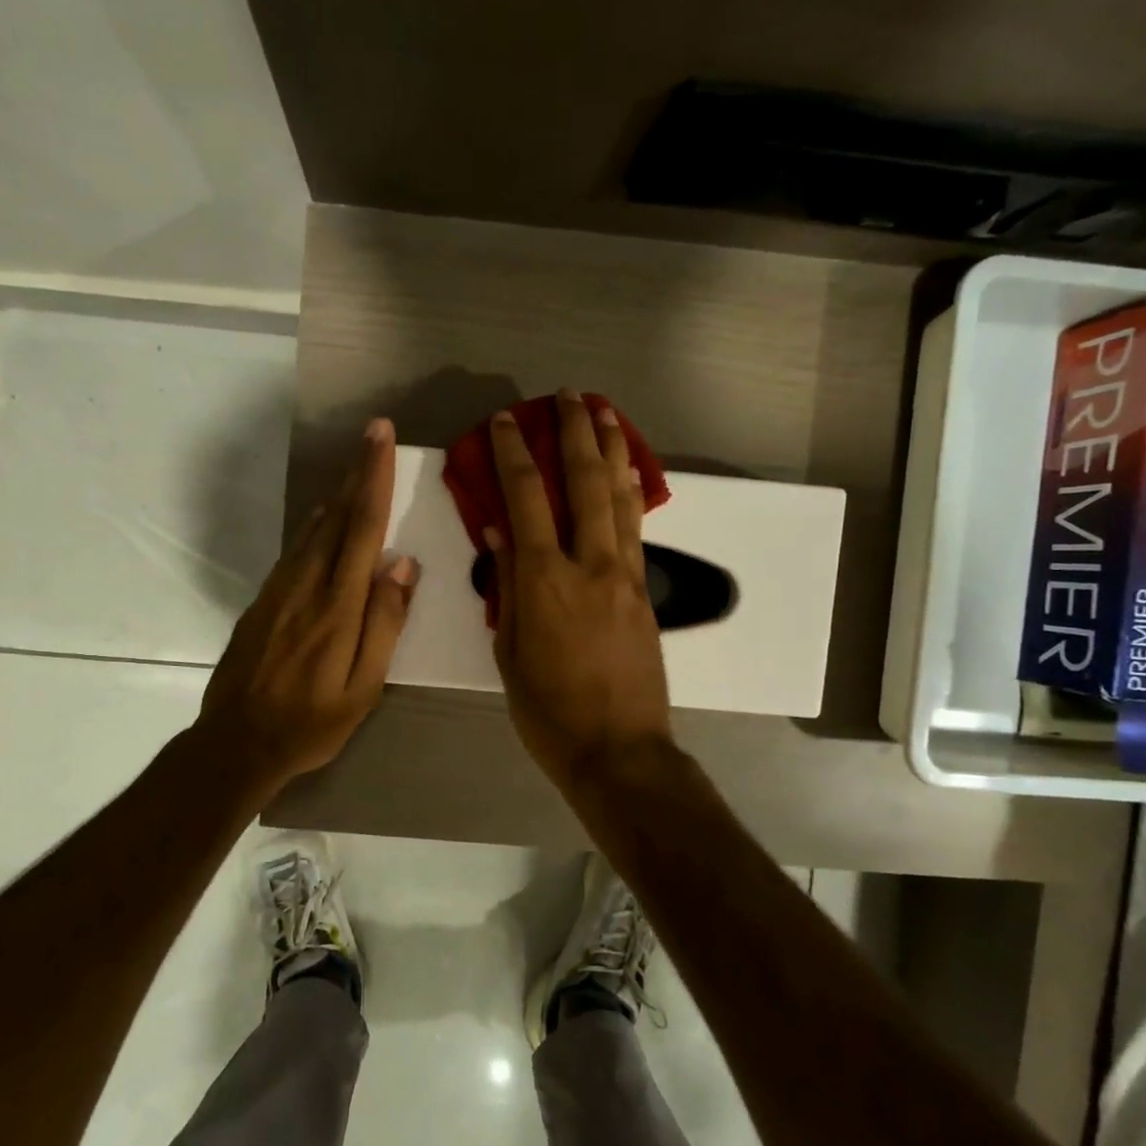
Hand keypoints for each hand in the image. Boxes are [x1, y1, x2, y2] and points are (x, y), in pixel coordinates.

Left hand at [197, 419, 418, 794]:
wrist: (236, 743)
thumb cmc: (311, 722)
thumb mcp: (362, 688)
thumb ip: (384, 623)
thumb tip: (402, 564)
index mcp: (338, 606)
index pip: (362, 528)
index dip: (374, 478)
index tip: (381, 436)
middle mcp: (306, 585)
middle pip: (336, 517)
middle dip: (358, 472)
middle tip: (374, 433)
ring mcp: (279, 590)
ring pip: (313, 529)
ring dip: (338, 493)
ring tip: (357, 467)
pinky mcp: (263, 601)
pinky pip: (295, 549)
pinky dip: (314, 524)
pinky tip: (321, 518)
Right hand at [487, 391, 673, 795]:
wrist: (619, 750)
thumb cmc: (549, 712)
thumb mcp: (510, 652)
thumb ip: (506, 586)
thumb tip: (500, 530)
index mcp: (544, 581)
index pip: (525, 500)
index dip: (514, 454)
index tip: (506, 421)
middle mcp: (589, 565)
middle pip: (584, 483)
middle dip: (575, 432)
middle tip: (568, 395)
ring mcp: (625, 575)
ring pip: (619, 498)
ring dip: (611, 450)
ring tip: (605, 412)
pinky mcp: (645, 591)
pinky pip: (636, 529)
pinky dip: (630, 493)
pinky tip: (628, 472)